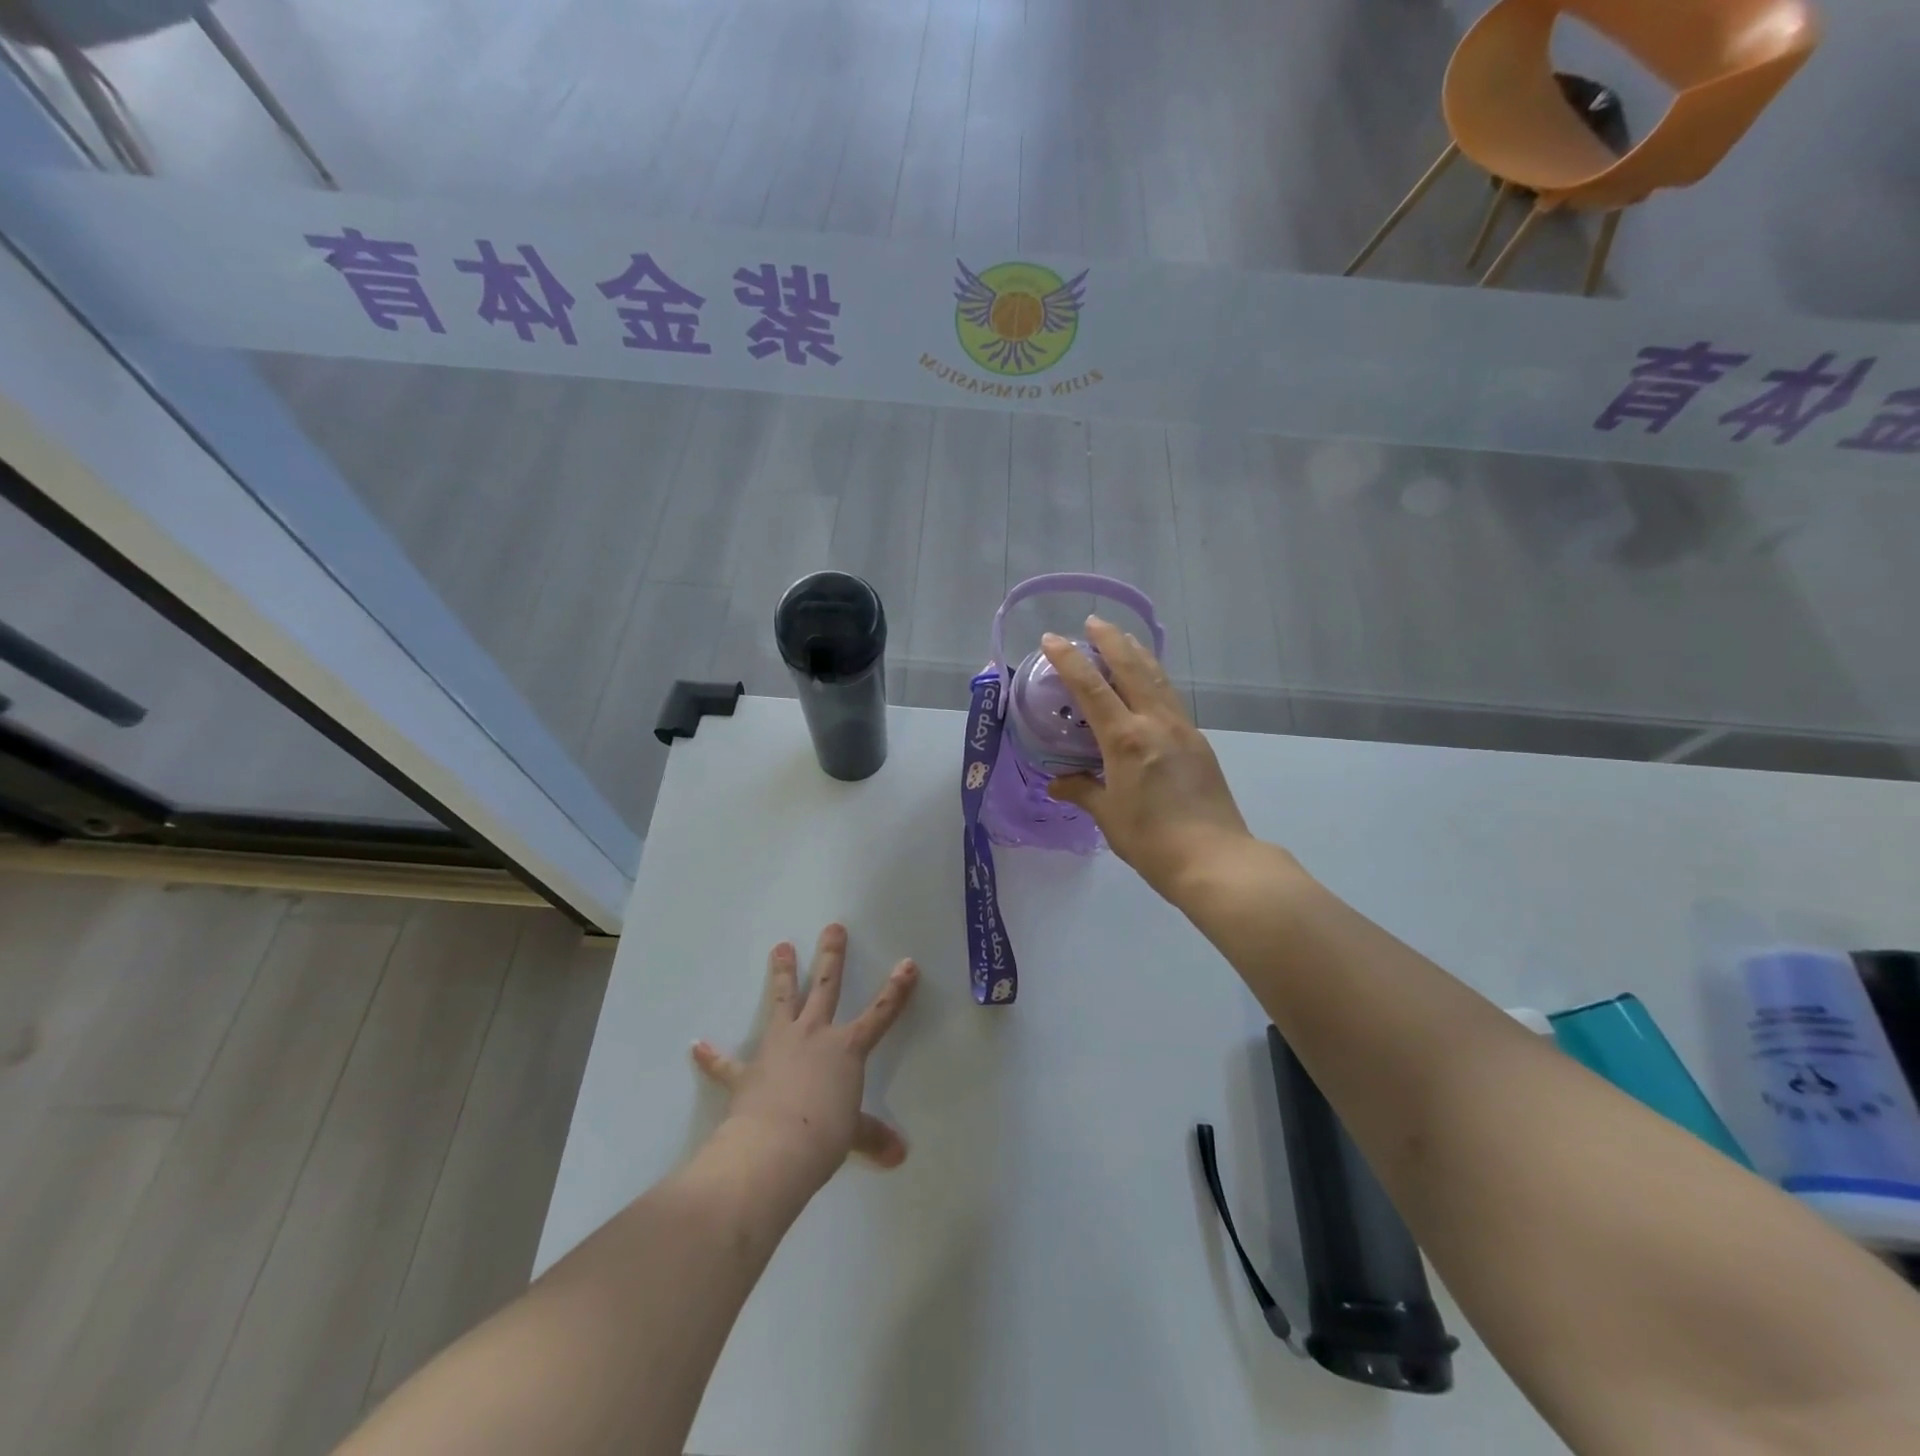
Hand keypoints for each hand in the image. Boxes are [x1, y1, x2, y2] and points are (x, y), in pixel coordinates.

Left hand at [692, 924, 917, 1190]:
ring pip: (782, 1001)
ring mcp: (779, 1047)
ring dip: (781, 974)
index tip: (908, 963)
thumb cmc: (824, 1135)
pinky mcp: (747, 1070)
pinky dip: (712, 1056)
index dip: (896, 990)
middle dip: (831, 956)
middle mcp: (814, 1036)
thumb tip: (898, 1155)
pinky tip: (697, 1046)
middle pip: (825, 987)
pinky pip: (726, 1062)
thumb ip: (872, 1136)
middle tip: (833, 927)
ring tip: (780, 946)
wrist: (774, 1148)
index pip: (880, 1014)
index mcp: (846, 1049)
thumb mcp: (853, 1135)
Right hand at [1041, 617, 1255, 901]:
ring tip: (1123, 637)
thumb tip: (1057, 783)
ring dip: (1137, 653)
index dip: (1069, 660)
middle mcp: (1155, 723)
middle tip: (1093, 621)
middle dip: (1110, 639)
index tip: (1052, 639)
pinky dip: (1155, 678)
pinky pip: (1171, 697)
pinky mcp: (1198, 742)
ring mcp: (1182, 729)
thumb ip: (1082, 791)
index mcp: (1126, 739)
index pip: (1092, 687)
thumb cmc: (1151, 840)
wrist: (1215, 859)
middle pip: (1131, 667)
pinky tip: (1150, 681)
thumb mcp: (1108, 815)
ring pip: (1157, 677)